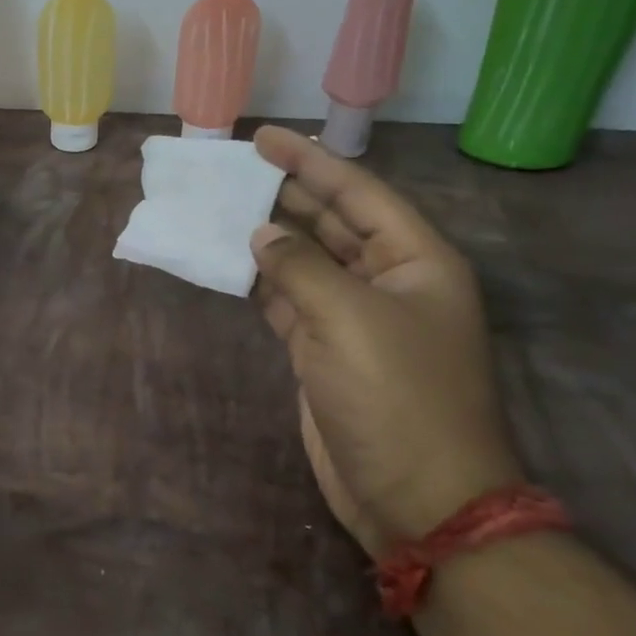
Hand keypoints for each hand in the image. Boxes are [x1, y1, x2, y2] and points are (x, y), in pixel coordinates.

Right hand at [249, 126, 523, 554]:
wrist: (417, 497)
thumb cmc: (397, 397)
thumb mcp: (349, 320)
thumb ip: (299, 267)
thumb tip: (261, 234)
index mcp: (415, 262)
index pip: (358, 193)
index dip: (310, 161)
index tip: (262, 137)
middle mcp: (388, 281)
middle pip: (331, 221)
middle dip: (286, 192)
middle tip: (231, 169)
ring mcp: (354, 317)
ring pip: (306, 259)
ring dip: (267, 235)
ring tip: (219, 206)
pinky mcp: (325, 349)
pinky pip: (287, 299)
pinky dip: (259, 280)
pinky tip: (227, 261)